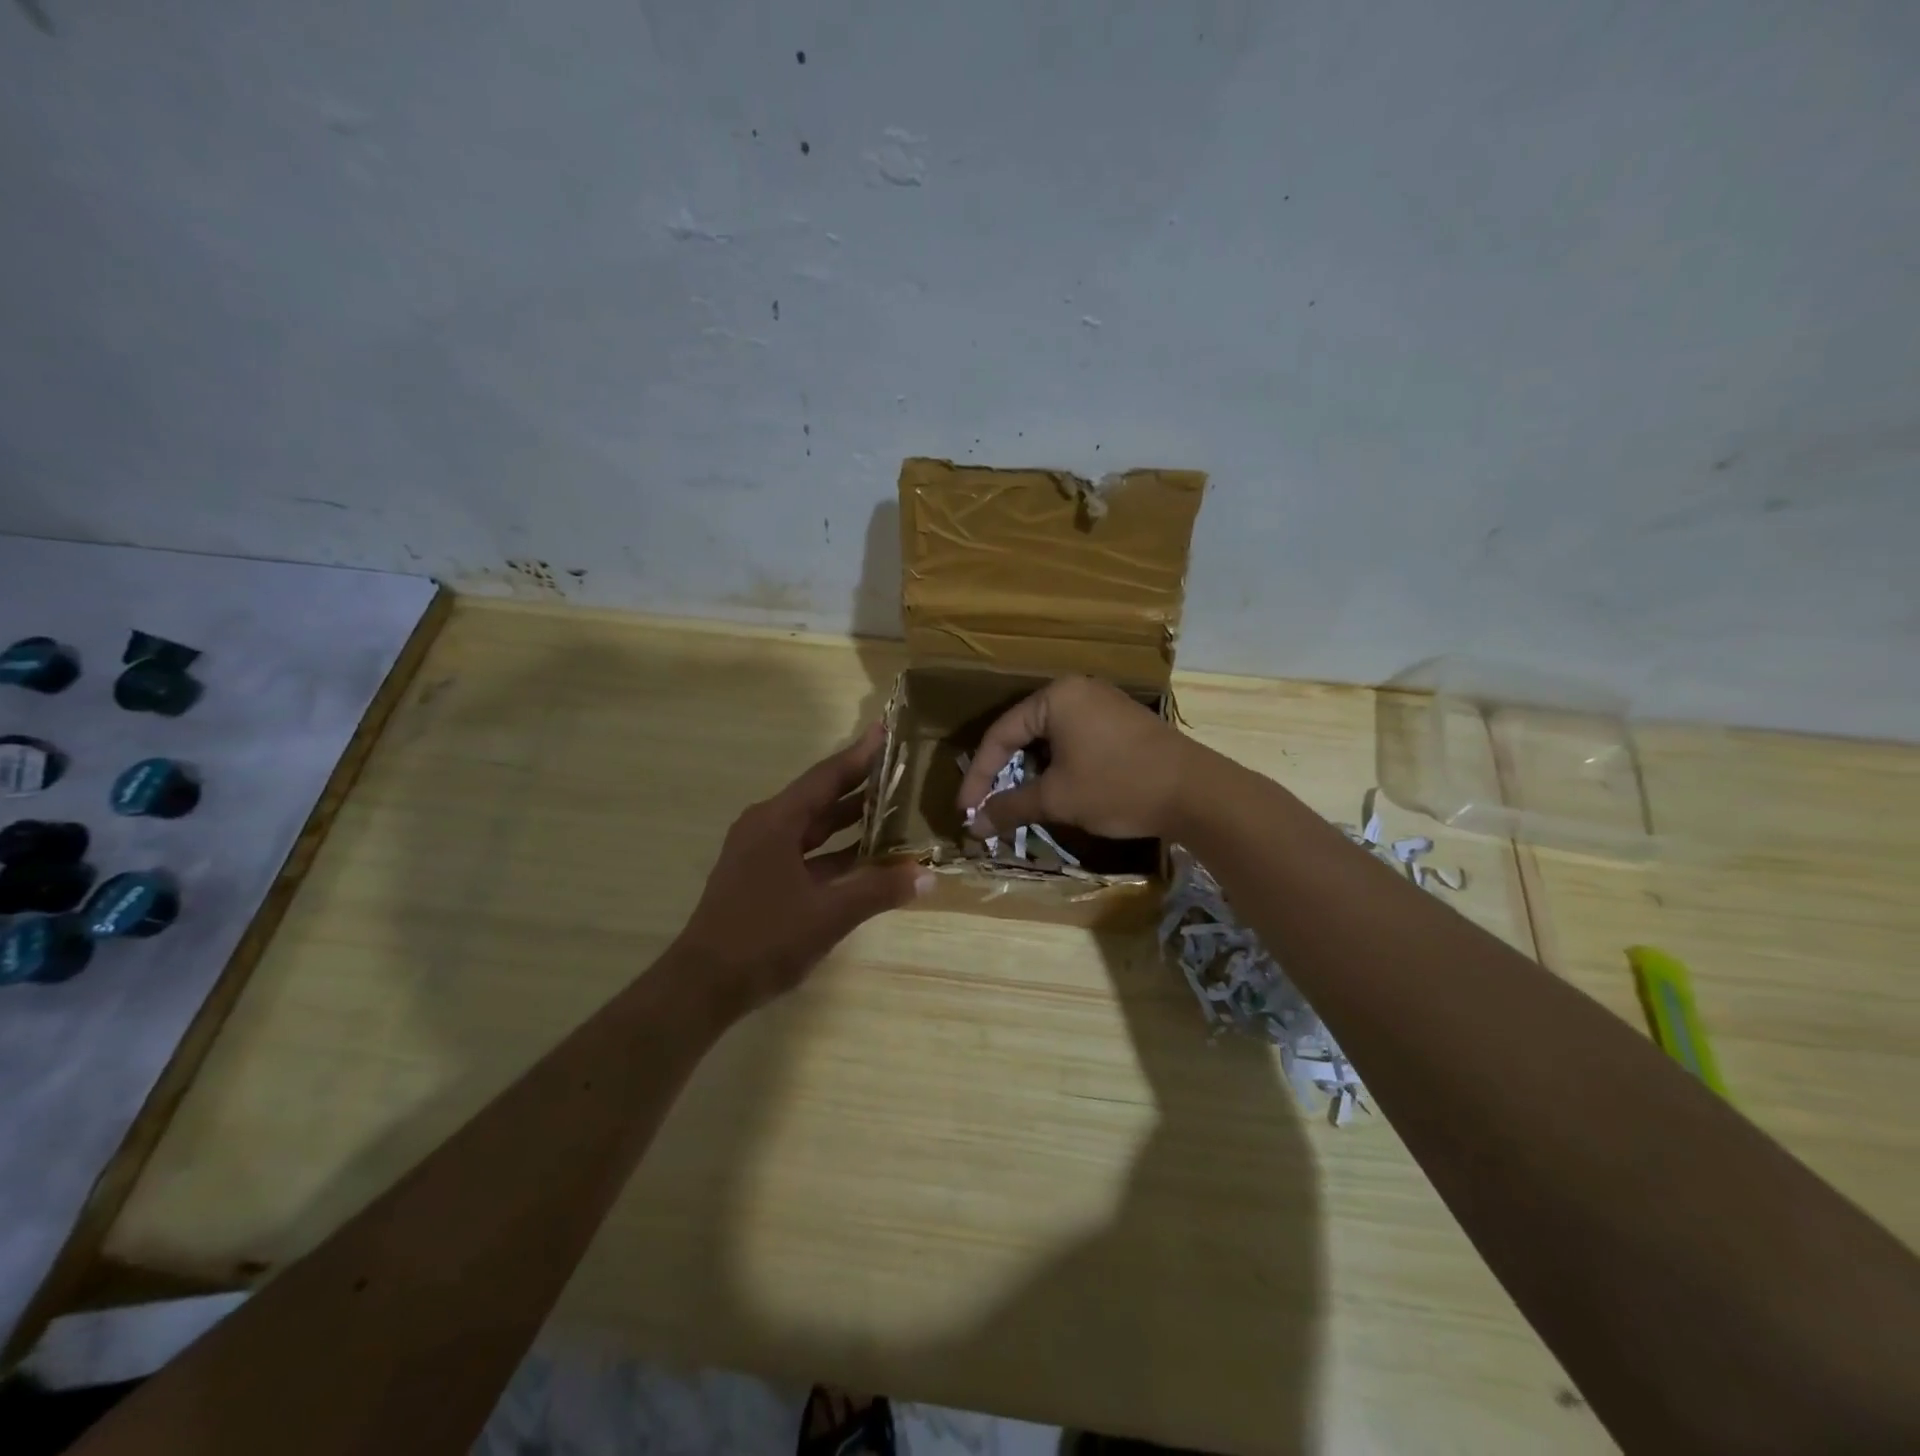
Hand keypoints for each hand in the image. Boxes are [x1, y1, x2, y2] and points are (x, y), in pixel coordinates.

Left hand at [677, 723, 930, 1011]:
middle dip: (860, 785)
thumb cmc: (764, 938)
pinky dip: (835, 852)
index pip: (826, 777)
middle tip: (901, 769)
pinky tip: (867, 857)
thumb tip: (927, 874)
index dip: (860, 756)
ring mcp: (760, 853)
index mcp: (776, 821)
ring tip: (893, 807)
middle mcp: (766, 827)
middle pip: (820, 797)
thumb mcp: (828, 914)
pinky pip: (806, 852)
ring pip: (813, 827)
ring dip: (849, 820)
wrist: (703, 985)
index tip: (887, 732)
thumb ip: (878, 890)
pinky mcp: (761, 877)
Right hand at [954, 676, 1194, 841]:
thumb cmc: (1118, 786)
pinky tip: (1058, 789)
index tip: (966, 810)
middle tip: (988, 805)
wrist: (1197, 793)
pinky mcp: (1123, 722)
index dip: (979, 775)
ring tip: (1020, 802)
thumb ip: (1010, 807)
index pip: (1000, 734)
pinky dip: (1059, 765)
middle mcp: (1078, 691)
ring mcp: (1104, 704)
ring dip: (1032, 772)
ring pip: (1051, 738)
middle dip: (1004, 773)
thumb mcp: (1058, 799)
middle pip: (1024, 732)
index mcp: (1056, 697)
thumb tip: (973, 826)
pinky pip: (1076, 739)